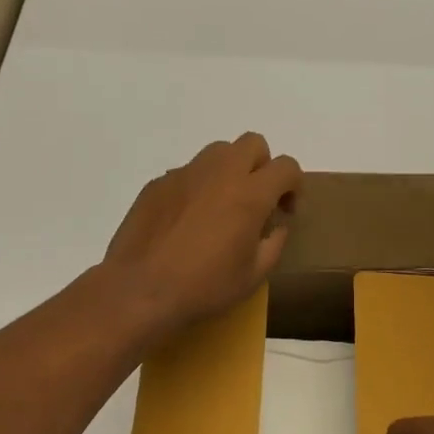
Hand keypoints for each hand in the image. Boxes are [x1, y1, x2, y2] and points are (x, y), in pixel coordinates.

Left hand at [102, 134, 300, 340]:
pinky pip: (188, 172)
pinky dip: (198, 187)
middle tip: (256, 199)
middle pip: (253, 143)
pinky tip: (187, 220)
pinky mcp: (158, 183)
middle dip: (263, 165)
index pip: (286, 166)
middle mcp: (219, 173)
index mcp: (250, 194)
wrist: (139, 290)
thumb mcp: (253, 276)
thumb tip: (276, 225)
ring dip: (230, 170)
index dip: (294, 186)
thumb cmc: (203, 287)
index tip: (285, 211)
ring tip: (221, 205)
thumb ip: (274, 243)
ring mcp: (185, 174)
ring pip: (218, 151)